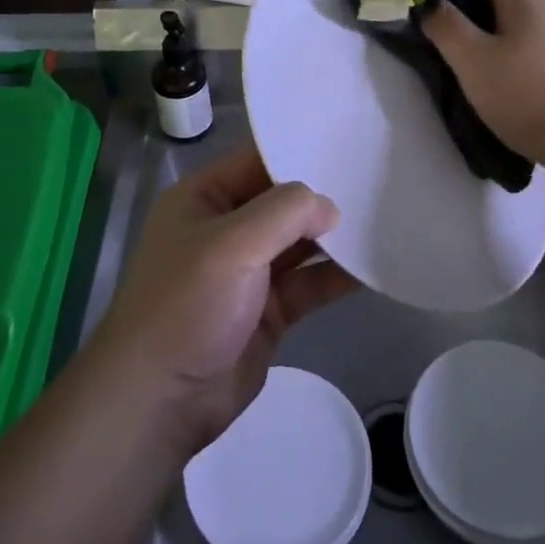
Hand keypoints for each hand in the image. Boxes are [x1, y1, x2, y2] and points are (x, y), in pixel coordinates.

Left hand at [92, 145, 356, 454]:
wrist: (160, 399)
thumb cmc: (187, 304)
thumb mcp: (232, 244)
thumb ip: (285, 213)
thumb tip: (329, 207)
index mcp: (204, 198)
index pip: (257, 161)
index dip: (299, 152)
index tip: (349, 143)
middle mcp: (226, 229)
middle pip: (282, 202)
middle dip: (323, 196)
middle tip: (379, 179)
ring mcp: (248, 272)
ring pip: (299, 244)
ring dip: (334, 237)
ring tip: (384, 218)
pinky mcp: (268, 311)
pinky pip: (308, 284)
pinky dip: (336, 276)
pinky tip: (372, 266)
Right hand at [421, 0, 544, 179]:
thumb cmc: (528, 95)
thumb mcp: (473, 61)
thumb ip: (446, 26)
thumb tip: (426, 0)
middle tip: (431, 5)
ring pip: (516, 14)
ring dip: (485, 18)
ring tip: (456, 37)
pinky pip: (529, 39)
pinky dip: (504, 41)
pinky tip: (493, 66)